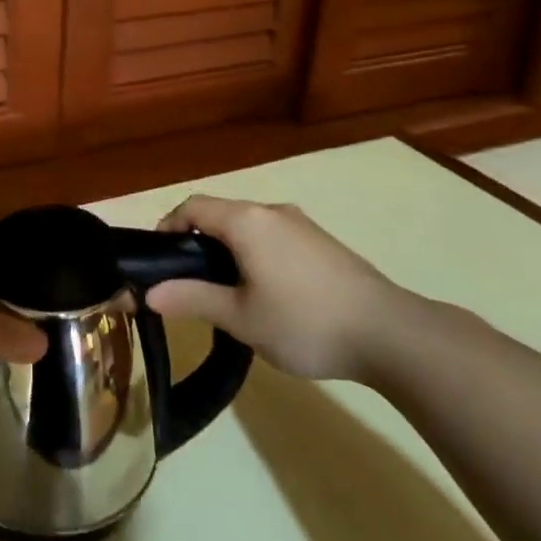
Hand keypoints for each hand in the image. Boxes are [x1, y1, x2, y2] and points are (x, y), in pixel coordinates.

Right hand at [151, 195, 402, 380]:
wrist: (390, 334)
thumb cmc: (305, 322)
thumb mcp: (241, 317)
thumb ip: (193, 298)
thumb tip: (150, 293)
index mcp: (247, 221)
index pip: (193, 206)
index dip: (168, 226)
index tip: (158, 260)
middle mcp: (273, 211)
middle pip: (221, 214)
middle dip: (197, 242)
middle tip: (188, 284)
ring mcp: (302, 225)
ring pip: (249, 227)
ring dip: (228, 251)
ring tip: (225, 294)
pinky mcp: (323, 243)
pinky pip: (273, 238)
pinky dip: (255, 255)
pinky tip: (266, 294)